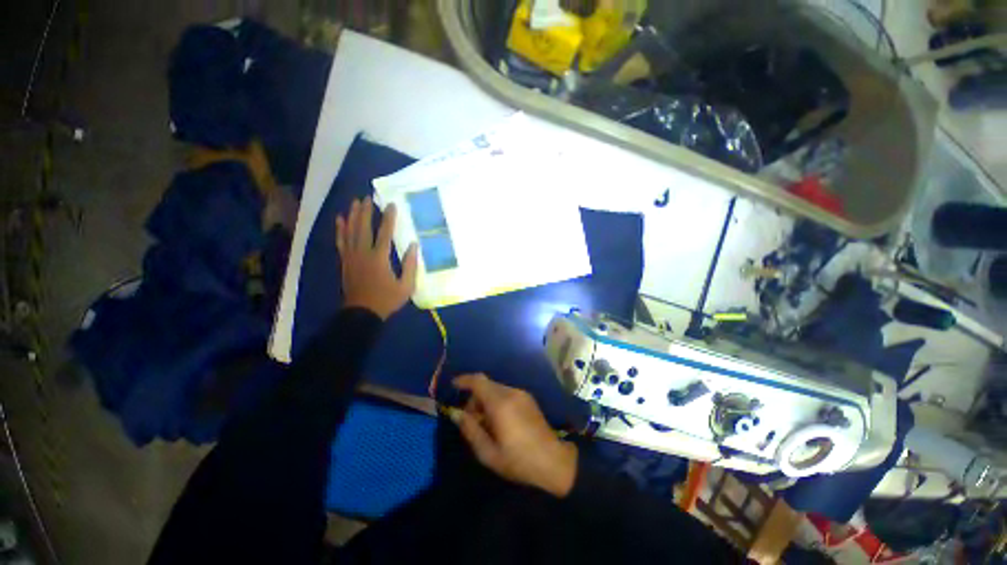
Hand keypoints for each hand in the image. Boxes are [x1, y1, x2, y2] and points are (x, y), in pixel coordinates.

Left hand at [335, 197, 417, 319]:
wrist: (362, 313)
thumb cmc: (386, 300)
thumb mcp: (406, 286)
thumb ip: (410, 265)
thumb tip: (413, 245)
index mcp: (379, 258)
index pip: (384, 233)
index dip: (388, 218)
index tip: (391, 204)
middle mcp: (363, 253)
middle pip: (363, 228)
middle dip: (366, 211)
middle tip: (368, 197)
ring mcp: (351, 256)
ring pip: (350, 231)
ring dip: (353, 216)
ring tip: (355, 202)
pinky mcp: (345, 261)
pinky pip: (341, 242)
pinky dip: (340, 230)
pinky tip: (340, 219)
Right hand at [452, 374, 577, 497]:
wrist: (554, 461)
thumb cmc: (519, 460)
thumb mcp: (488, 453)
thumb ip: (470, 430)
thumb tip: (457, 414)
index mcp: (500, 404)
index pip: (478, 381)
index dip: (464, 380)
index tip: (453, 386)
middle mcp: (511, 392)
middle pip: (486, 384)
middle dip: (474, 397)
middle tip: (470, 420)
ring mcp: (522, 393)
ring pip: (496, 388)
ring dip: (485, 400)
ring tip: (486, 424)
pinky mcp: (528, 398)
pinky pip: (506, 393)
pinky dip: (496, 400)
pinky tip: (499, 421)